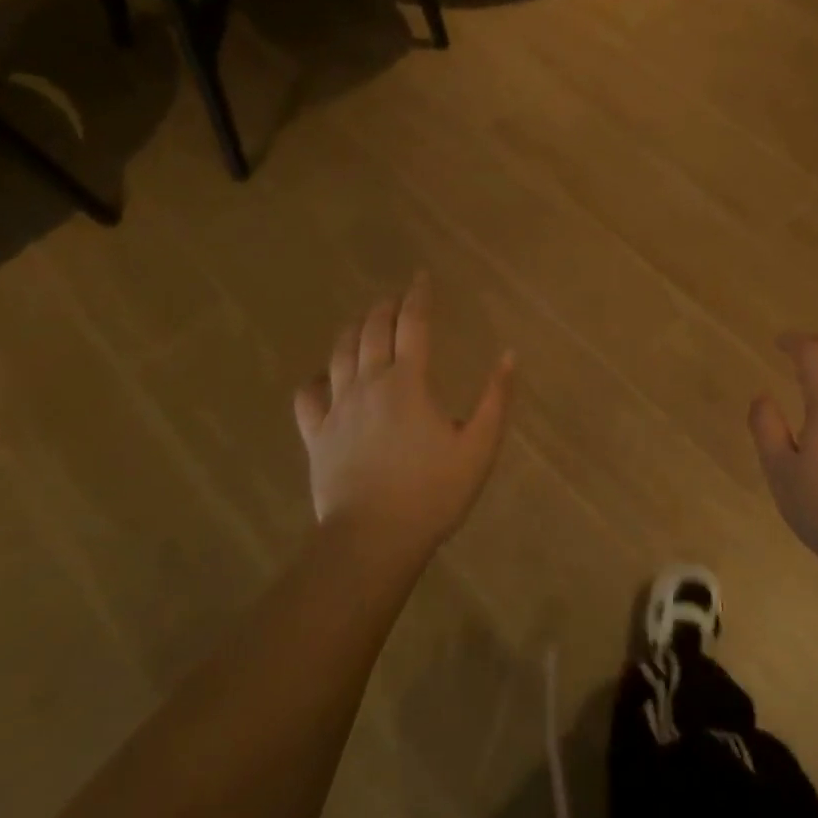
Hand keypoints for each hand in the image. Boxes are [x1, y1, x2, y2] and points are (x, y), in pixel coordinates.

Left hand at [294, 274, 516, 563]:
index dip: (418, 296)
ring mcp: (337, 409)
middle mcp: (369, 384)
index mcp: (408, 383)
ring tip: (364, 321)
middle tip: (396, 298)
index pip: (413, 324)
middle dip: (385, 307)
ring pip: (339, 354)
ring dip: (353, 330)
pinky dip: (316, 377)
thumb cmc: (432, 493)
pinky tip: (324, 375)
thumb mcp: (479, 447)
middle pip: (372, 331)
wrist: (373, 540)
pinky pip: (308, 395)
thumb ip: (496, 399)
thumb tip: (509, 355)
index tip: (421, 276)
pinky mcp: (316, 435)